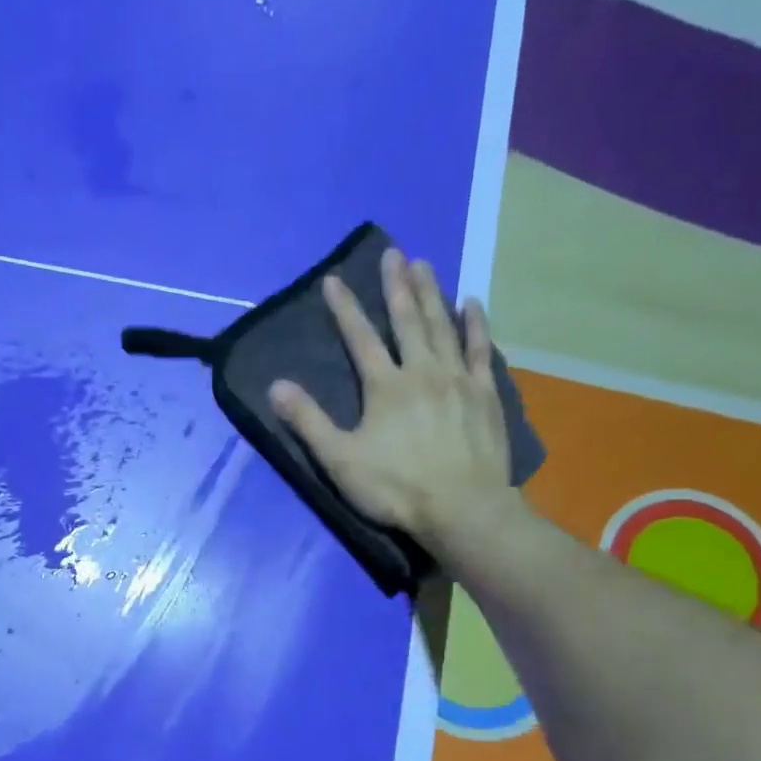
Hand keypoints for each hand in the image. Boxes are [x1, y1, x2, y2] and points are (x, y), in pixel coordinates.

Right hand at [268, 249, 521, 547]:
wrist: (462, 508)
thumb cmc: (395, 488)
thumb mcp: (339, 460)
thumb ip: (308, 422)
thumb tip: (276, 386)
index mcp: (384, 387)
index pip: (360, 338)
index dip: (345, 308)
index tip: (333, 279)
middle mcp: (421, 371)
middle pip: (407, 320)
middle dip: (396, 286)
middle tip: (393, 252)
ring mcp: (458, 380)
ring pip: (443, 326)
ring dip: (432, 293)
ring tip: (425, 264)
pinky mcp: (485, 394)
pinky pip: (479, 350)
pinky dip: (475, 325)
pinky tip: (472, 304)